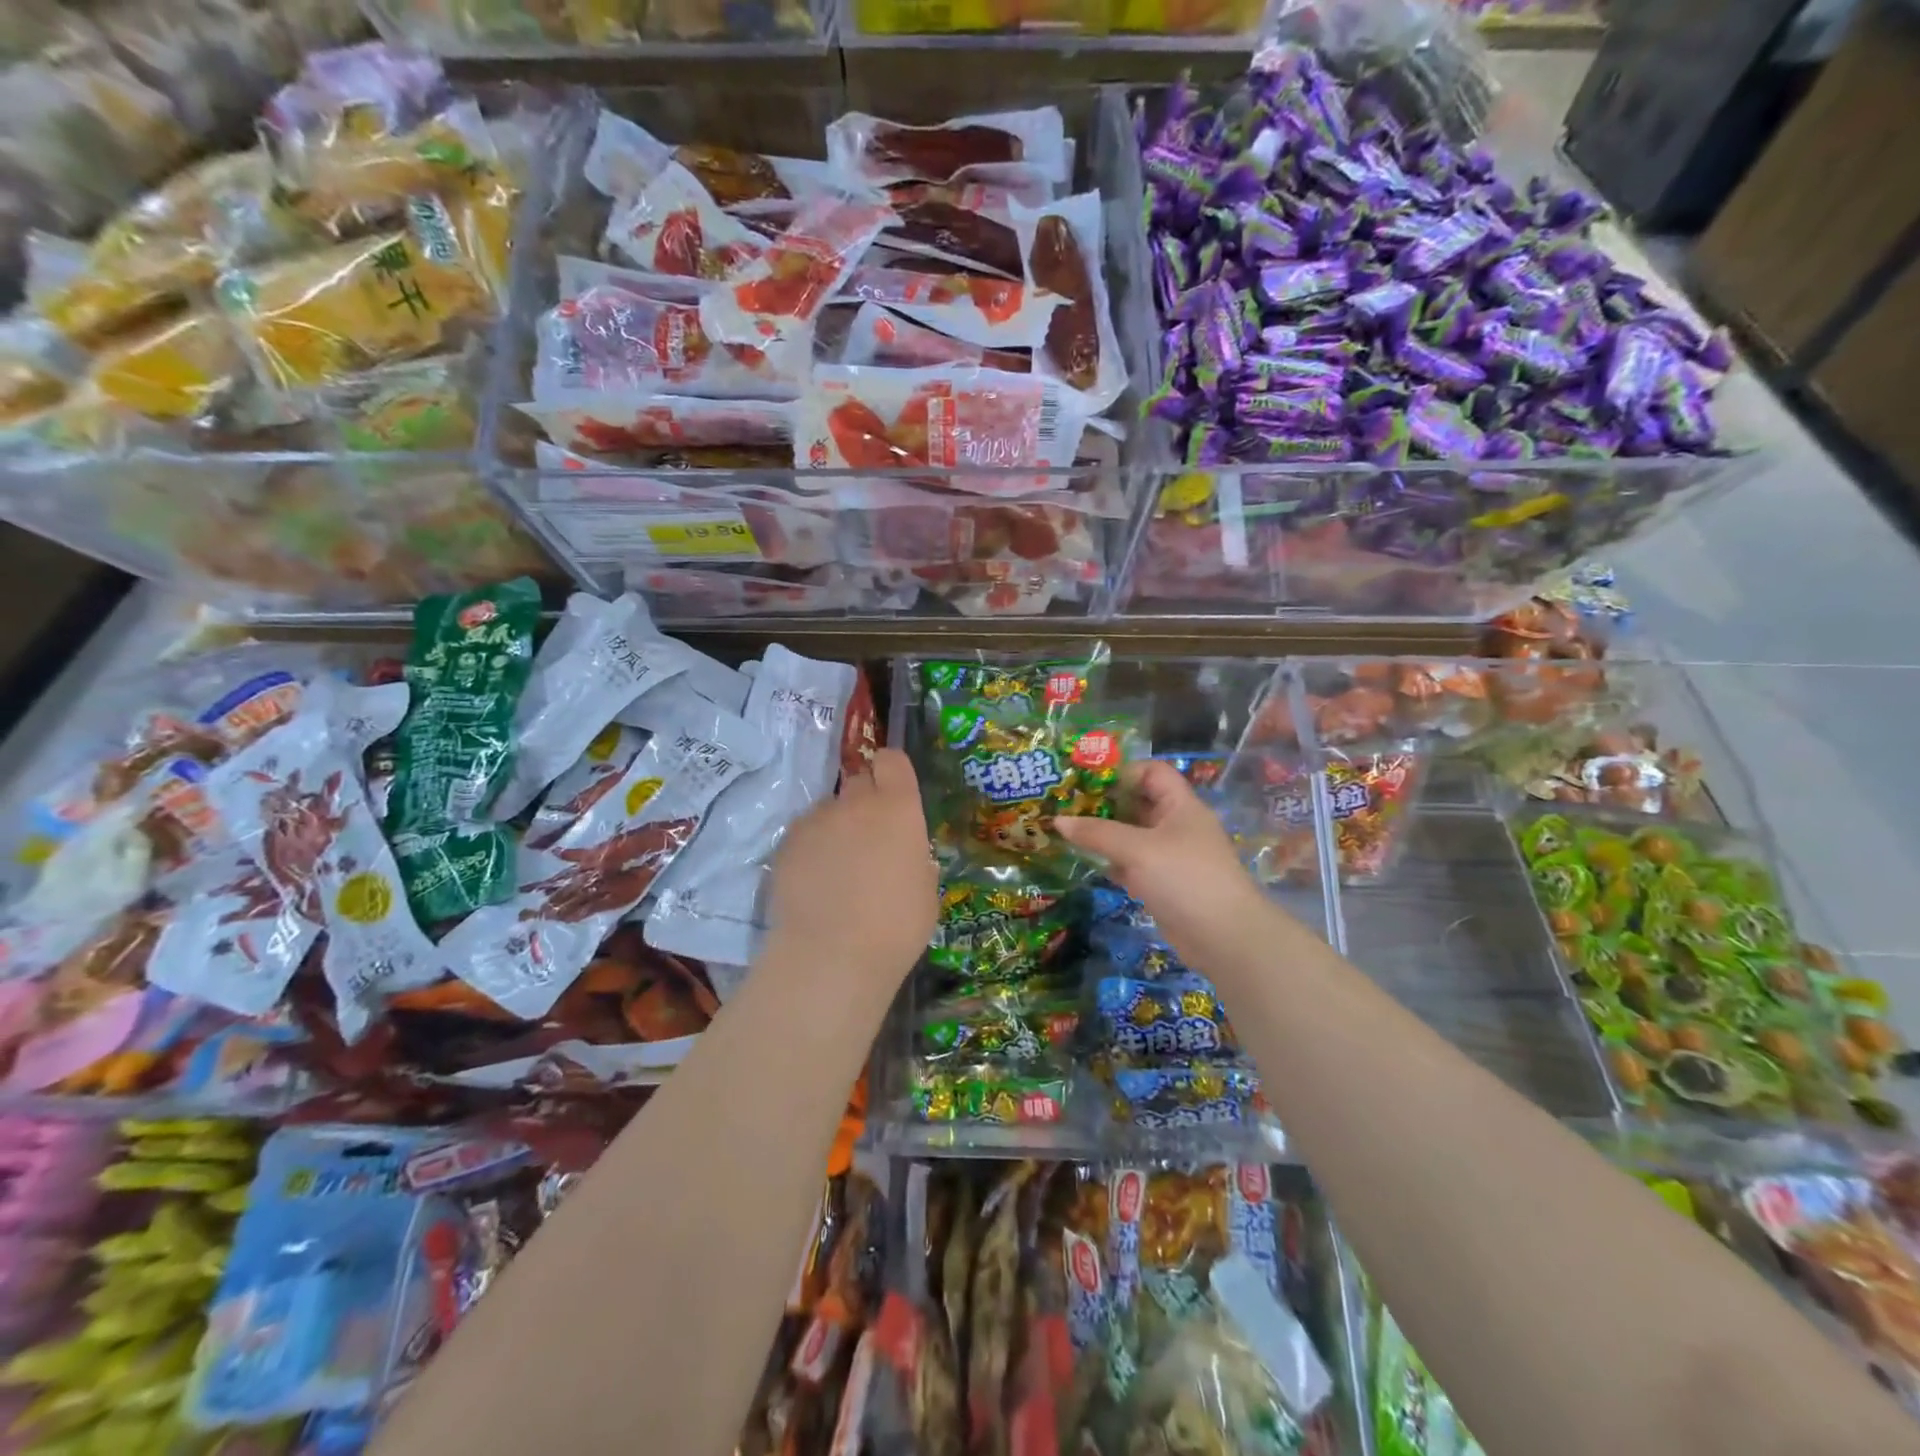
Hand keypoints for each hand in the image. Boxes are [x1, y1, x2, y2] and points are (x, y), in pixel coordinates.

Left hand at [765, 748, 937, 983]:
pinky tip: (813, 884)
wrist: (831, 955)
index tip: (894, 793)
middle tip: (868, 840)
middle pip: (859, 781)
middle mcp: (855, 803)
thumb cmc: (895, 927)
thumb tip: (907, 857)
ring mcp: (816, 821)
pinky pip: (804, 834)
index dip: (892, 771)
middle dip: (864, 802)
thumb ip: (916, 861)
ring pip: (828, 811)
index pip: (892, 760)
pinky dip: (810, 850)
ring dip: (836, 828)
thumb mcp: (926, 894)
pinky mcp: (786, 844)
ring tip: (836, 871)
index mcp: (898, 809)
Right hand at [1054, 761, 1277, 970]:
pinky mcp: (1161, 883)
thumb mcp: (1138, 850)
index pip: (1152, 772)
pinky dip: (1109, 860)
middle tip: (1066, 805)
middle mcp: (1176, 826)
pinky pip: (1130, 863)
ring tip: (1066, 831)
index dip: (1123, 772)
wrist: (1224, 937)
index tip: (1087, 782)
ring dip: (1103, 833)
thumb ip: (1097, 833)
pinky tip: (1084, 862)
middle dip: (1104, 803)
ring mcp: (1169, 856)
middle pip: (1138, 803)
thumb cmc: (1185, 879)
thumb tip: (1058, 821)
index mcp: (1180, 806)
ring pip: (1131, 835)